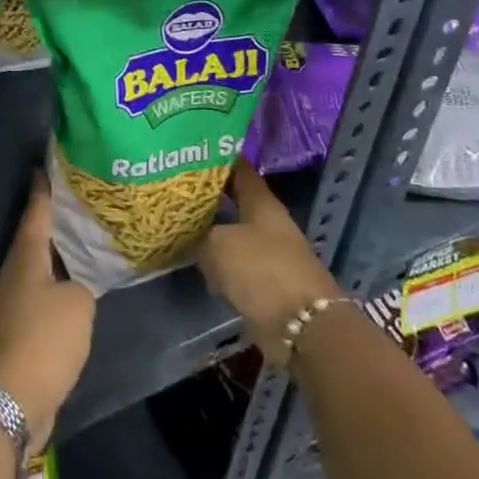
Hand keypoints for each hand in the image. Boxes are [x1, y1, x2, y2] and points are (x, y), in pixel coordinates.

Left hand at [0, 182, 95, 453]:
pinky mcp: (20, 330)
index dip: (43, 189)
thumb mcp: (77, 303)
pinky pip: (42, 295)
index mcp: (26, 257)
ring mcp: (15, 303)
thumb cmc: (44, 338)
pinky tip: (76, 286)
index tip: (45, 166)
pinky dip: (58, 285)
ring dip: (56, 254)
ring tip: (81, 240)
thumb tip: (74, 287)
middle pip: (34, 238)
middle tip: (74, 198)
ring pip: (38, 267)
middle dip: (51, 219)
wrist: (11, 399)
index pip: (36, 212)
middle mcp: (16, 274)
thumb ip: (82, 284)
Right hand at [199, 163, 341, 368]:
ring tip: (179, 227)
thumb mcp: (219, 245)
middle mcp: (268, 224)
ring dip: (211, 234)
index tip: (192, 151)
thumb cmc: (262, 271)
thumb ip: (201, 235)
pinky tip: (197, 265)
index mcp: (262, 203)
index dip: (218, 159)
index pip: (240, 170)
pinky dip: (218, 265)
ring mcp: (269, 255)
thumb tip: (193, 236)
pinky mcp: (266, 284)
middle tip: (176, 192)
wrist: (302, 326)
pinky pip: (235, 266)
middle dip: (209, 198)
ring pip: (233, 235)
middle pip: (235, 202)